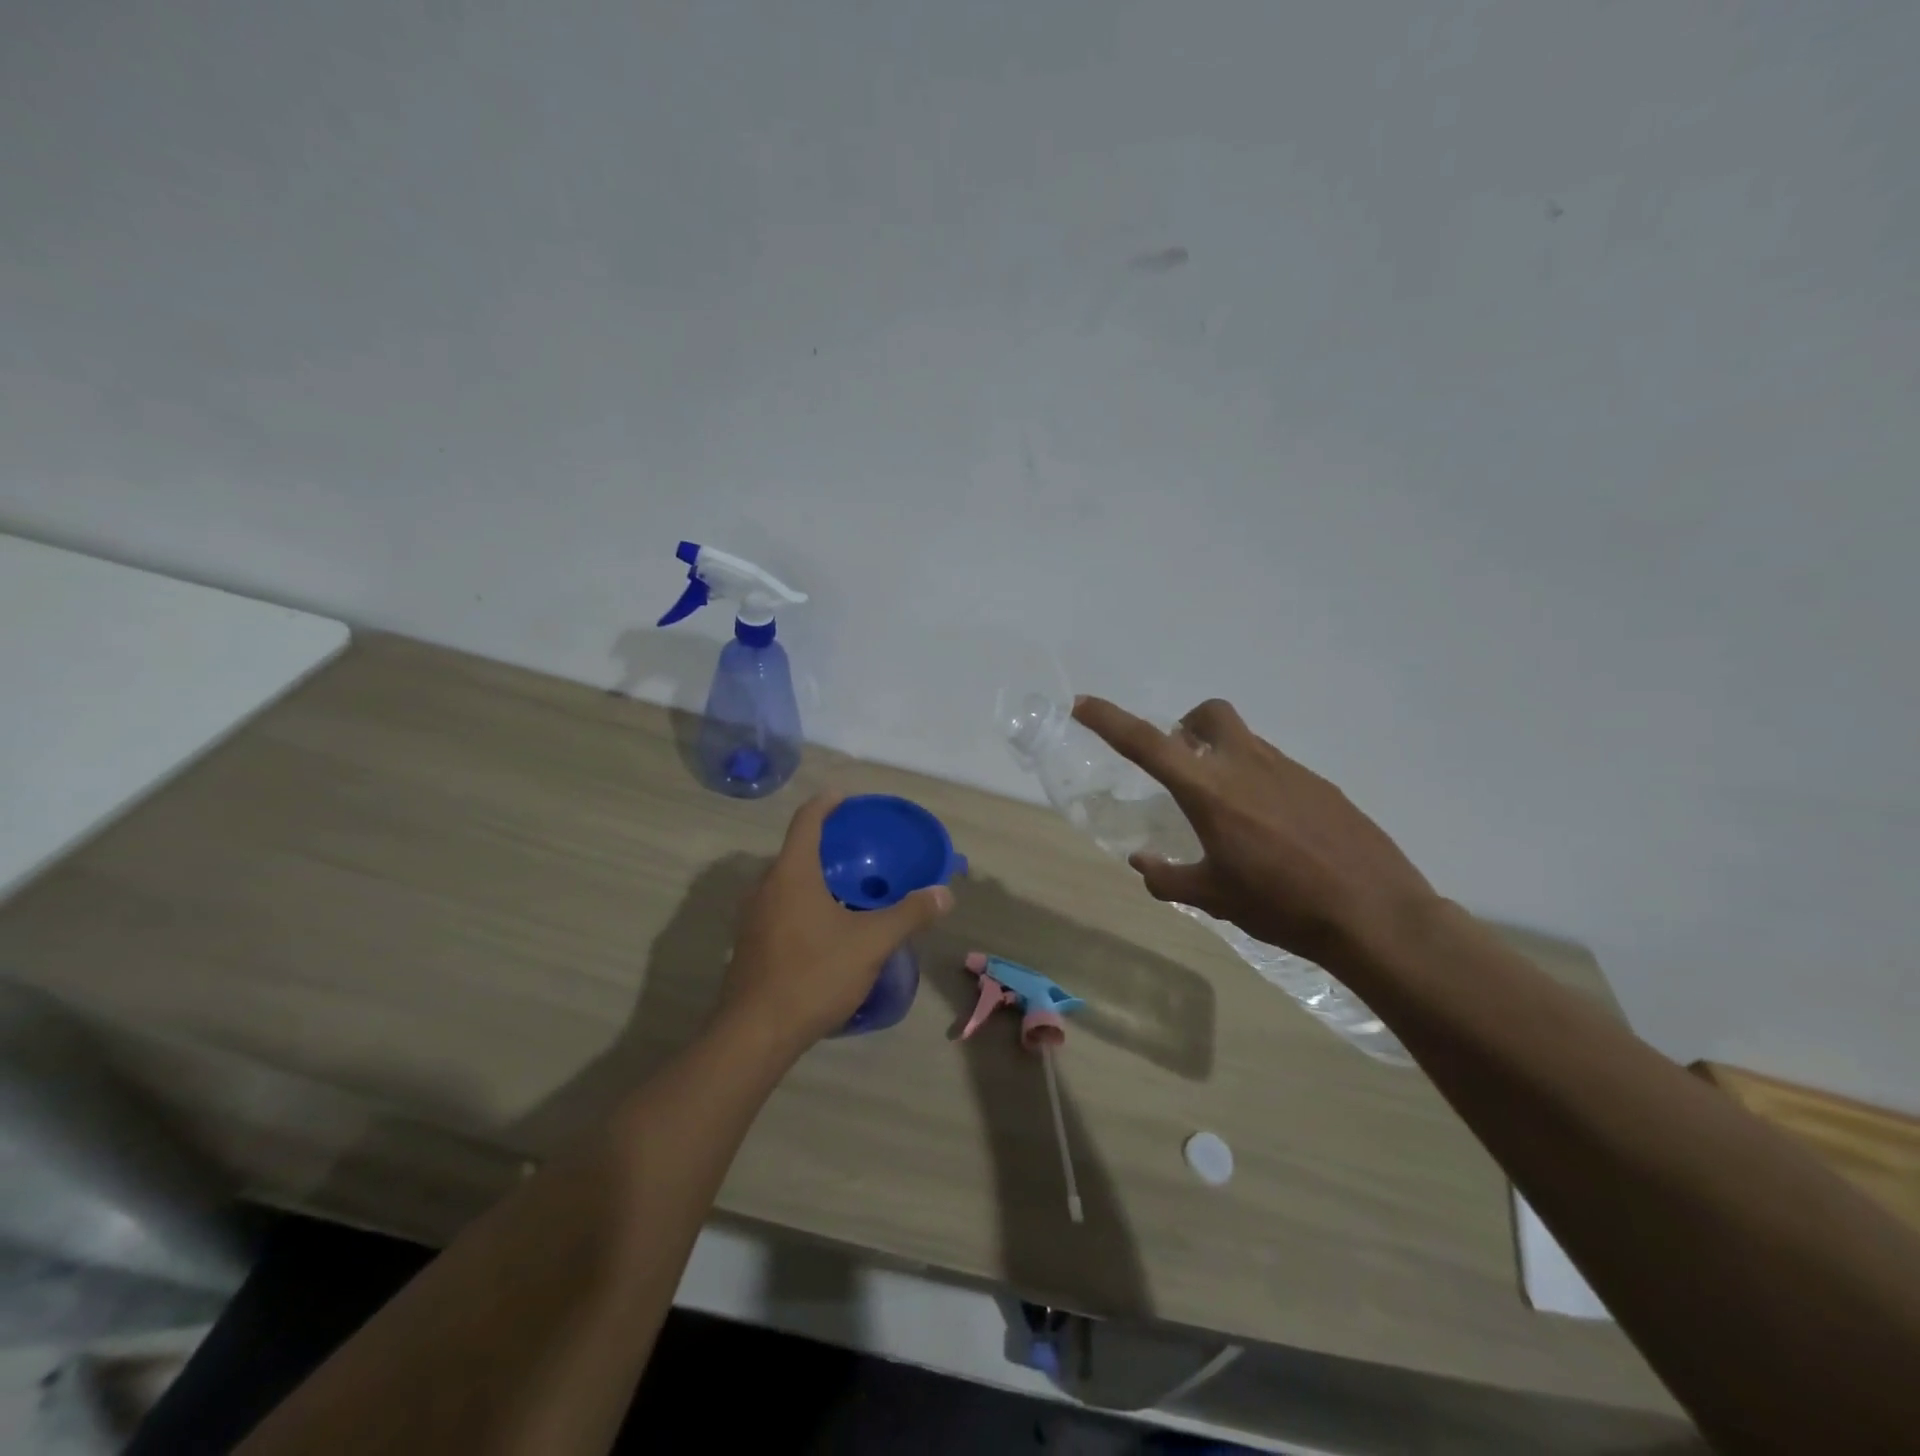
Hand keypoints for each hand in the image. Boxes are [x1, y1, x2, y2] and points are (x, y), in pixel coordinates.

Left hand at [718, 794, 954, 1050]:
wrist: (756, 1033)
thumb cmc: (814, 974)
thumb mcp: (871, 943)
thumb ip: (909, 914)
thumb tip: (944, 894)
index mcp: (792, 873)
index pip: (807, 820)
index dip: (827, 803)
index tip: (846, 797)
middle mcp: (766, 886)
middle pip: (796, 851)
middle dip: (826, 844)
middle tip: (860, 850)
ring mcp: (752, 917)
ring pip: (787, 882)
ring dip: (815, 877)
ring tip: (849, 888)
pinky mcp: (750, 944)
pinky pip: (780, 907)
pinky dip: (804, 903)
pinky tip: (827, 928)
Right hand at [1073, 697, 1437, 967]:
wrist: (1375, 915)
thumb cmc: (1282, 906)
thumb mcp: (1215, 899)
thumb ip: (1169, 878)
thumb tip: (1142, 863)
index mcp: (1211, 791)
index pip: (1148, 743)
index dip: (1110, 720)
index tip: (1083, 704)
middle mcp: (1247, 766)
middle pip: (1210, 714)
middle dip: (1187, 726)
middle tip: (1183, 766)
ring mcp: (1290, 771)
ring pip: (1245, 741)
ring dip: (1223, 758)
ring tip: (1229, 814)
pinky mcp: (1320, 785)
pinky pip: (1277, 768)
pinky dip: (1259, 783)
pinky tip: (1272, 830)